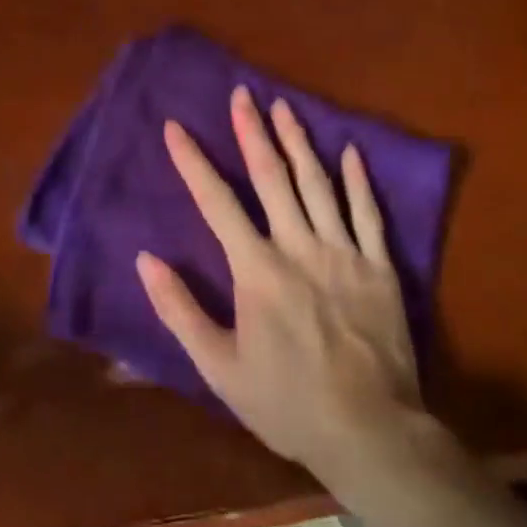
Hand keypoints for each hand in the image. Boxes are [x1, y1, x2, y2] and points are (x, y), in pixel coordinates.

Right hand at [137, 85, 423, 480]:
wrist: (369, 432)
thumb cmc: (286, 402)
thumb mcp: (219, 367)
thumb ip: (180, 310)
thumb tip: (146, 260)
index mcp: (257, 270)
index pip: (217, 202)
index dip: (193, 162)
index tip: (176, 127)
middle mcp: (299, 247)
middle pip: (272, 177)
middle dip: (253, 132)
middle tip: (242, 95)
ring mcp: (344, 253)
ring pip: (319, 184)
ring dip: (299, 142)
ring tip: (284, 107)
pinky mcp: (380, 267)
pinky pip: (368, 214)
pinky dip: (359, 180)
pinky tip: (351, 151)